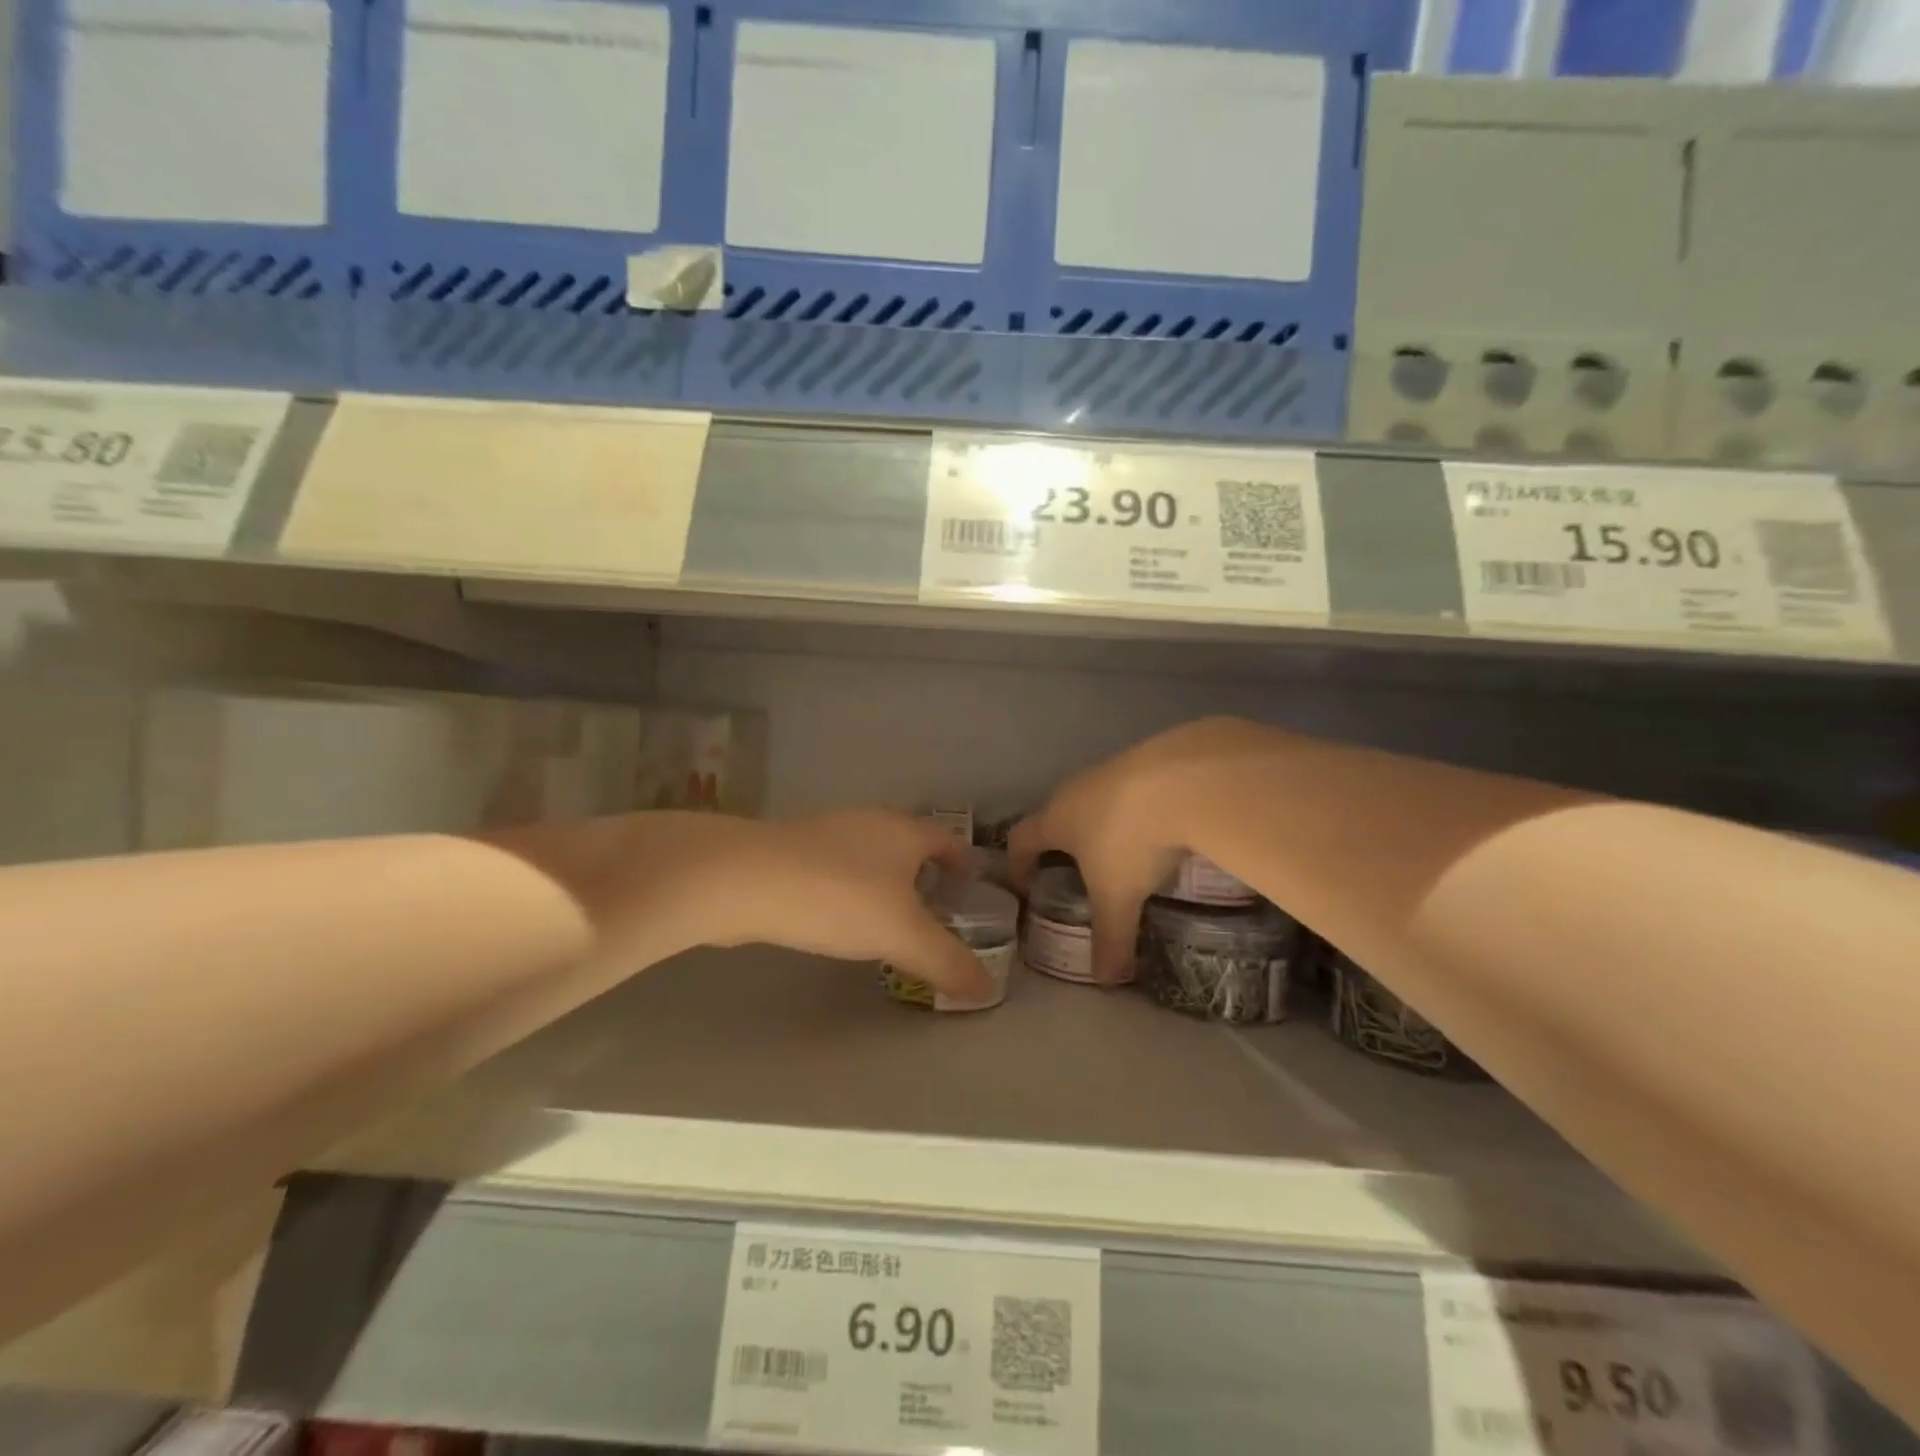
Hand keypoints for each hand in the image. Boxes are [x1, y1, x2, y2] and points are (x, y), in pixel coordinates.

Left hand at [697, 810, 991, 999]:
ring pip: (868, 854)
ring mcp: (826, 832)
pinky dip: (846, 888)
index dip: (962, 861)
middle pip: (908, 843)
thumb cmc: (839, 898)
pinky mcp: (790, 851)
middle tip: (931, 911)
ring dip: (882, 881)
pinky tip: (835, 918)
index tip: (968, 888)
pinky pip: (834, 867)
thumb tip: (987, 989)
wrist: (745, 879)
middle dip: (922, 873)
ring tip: (884, 920)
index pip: (947, 838)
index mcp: (904, 832)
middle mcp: (869, 822)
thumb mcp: (902, 935)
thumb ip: (946, 961)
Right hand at [1009, 718, 1261, 982]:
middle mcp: (1076, 790)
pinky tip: (1160, 829)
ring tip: (1122, 854)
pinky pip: (1130, 790)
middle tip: (1076, 874)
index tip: (1025, 885)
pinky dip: (1135, 811)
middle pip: (1057, 816)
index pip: (1021, 838)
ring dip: (1101, 825)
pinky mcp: (1148, 761)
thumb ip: (1110, 940)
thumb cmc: (1130, 840)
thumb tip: (1106, 982)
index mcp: (1056, 819)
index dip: (1018, 863)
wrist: (1184, 778)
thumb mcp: (1118, 897)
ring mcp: (1112, 770)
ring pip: (1095, 800)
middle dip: (1062, 844)